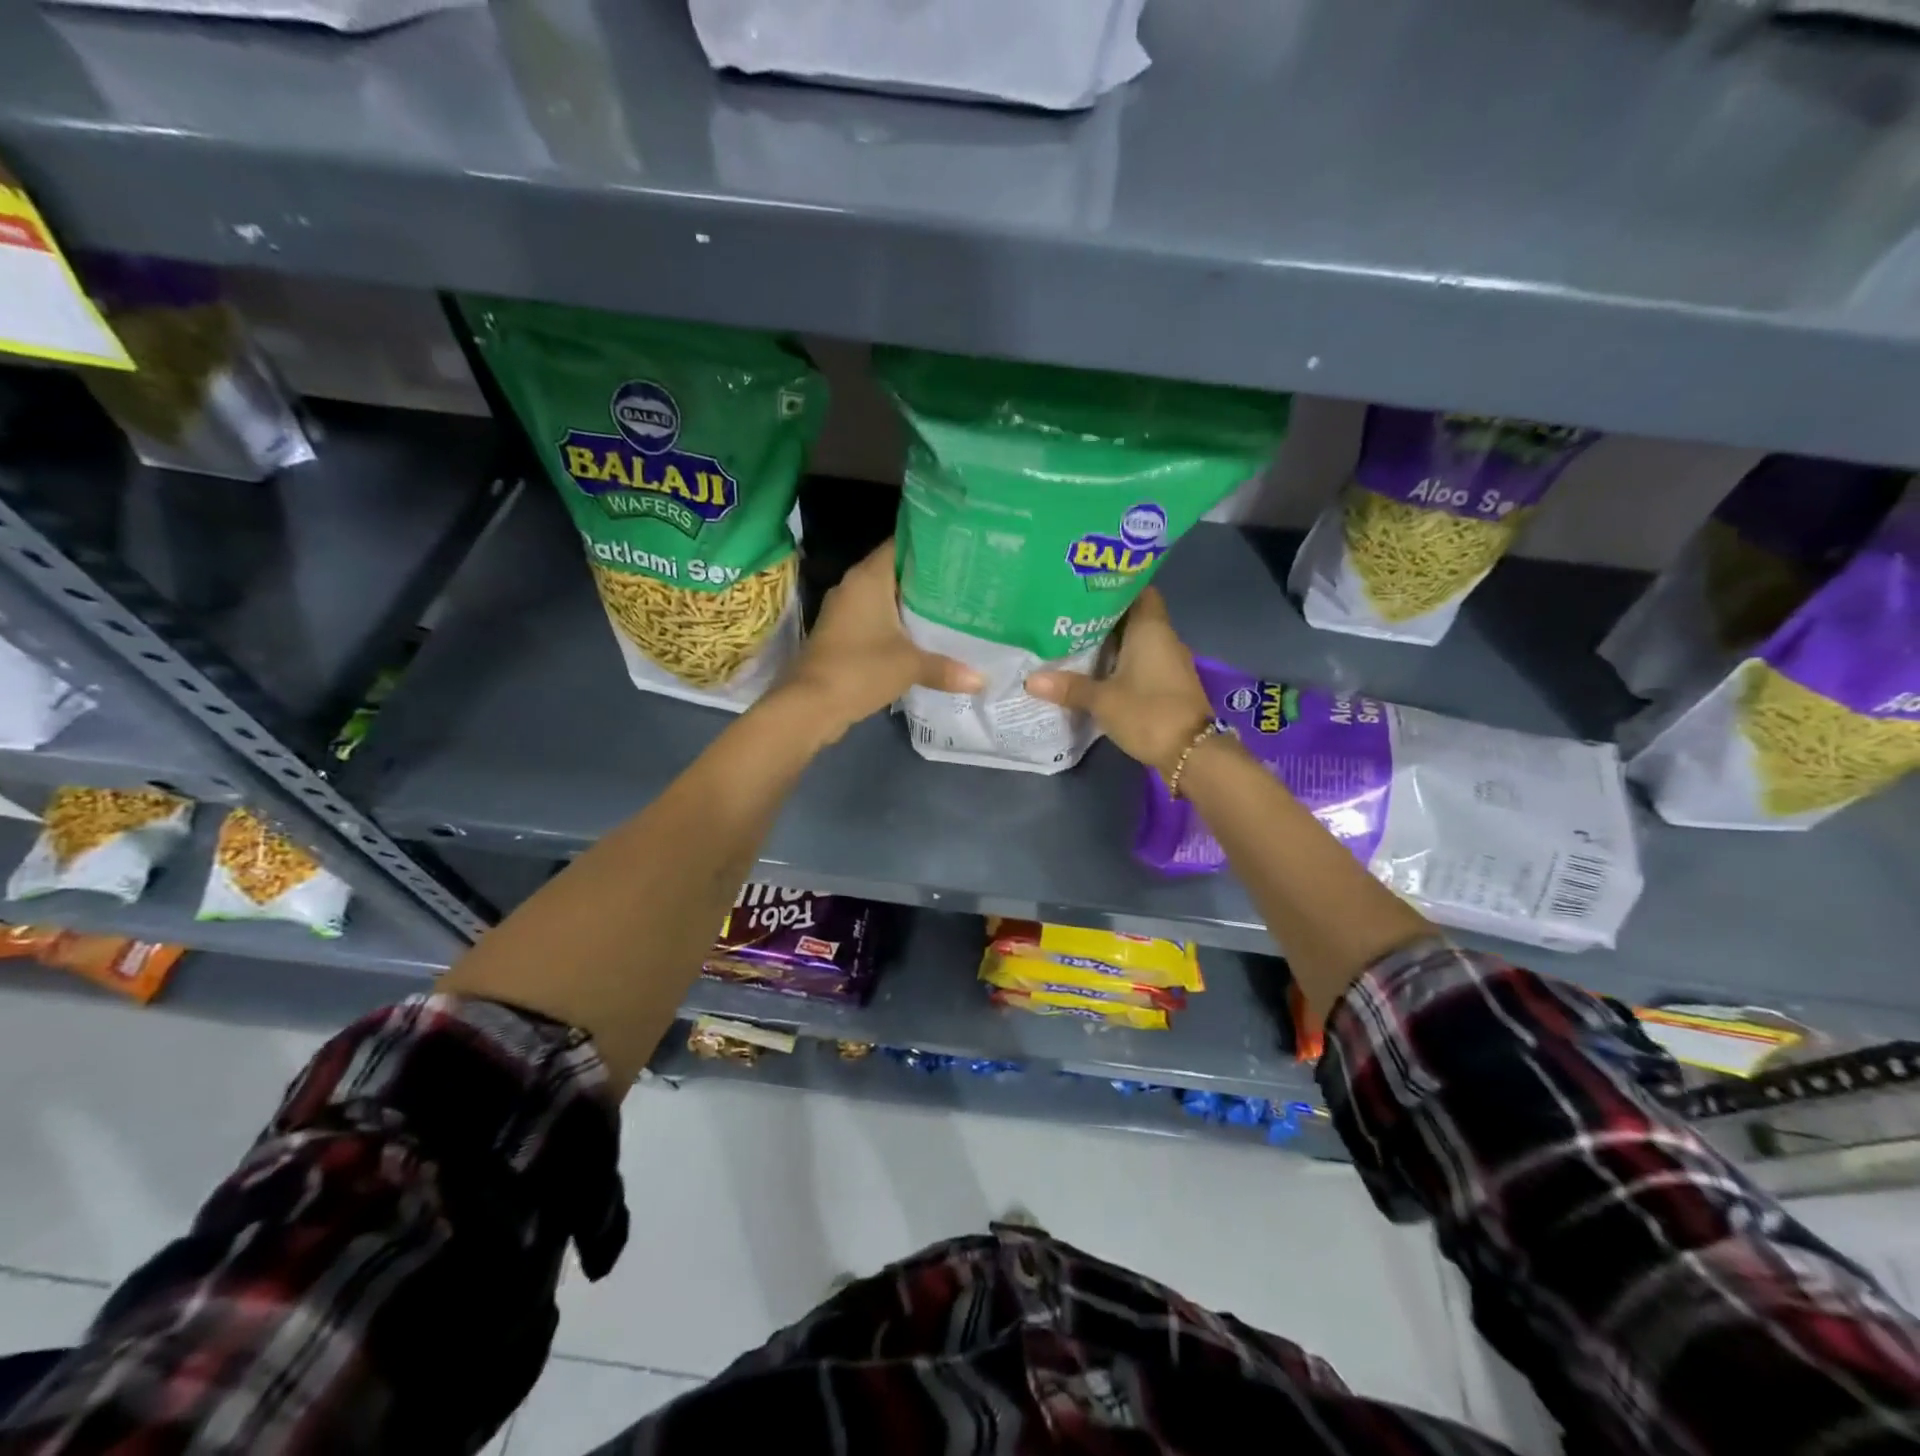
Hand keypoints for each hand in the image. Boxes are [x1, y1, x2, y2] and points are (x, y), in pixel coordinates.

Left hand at [776, 538, 981, 741]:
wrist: (810, 705)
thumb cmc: (860, 670)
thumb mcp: (910, 666)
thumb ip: (947, 668)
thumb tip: (982, 680)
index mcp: (868, 578)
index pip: (900, 545)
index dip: (929, 545)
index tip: (960, 550)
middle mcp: (853, 586)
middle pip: (895, 571)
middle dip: (926, 577)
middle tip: (965, 581)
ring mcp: (844, 611)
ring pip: (884, 598)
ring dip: (911, 604)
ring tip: (951, 606)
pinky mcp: (841, 635)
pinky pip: (875, 619)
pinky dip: (896, 624)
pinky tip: (922, 635)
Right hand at [1025, 588, 1212, 775]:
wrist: (1192, 752)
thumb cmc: (1148, 712)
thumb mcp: (1102, 700)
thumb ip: (1068, 687)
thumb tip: (1030, 679)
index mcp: (1151, 629)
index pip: (1139, 591)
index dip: (1114, 588)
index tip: (1086, 590)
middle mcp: (1164, 638)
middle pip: (1134, 616)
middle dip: (1105, 617)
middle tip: (1069, 617)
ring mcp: (1169, 662)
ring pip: (1138, 641)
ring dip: (1112, 642)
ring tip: (1076, 642)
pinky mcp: (1169, 684)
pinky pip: (1142, 662)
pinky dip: (1122, 662)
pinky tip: (1097, 671)